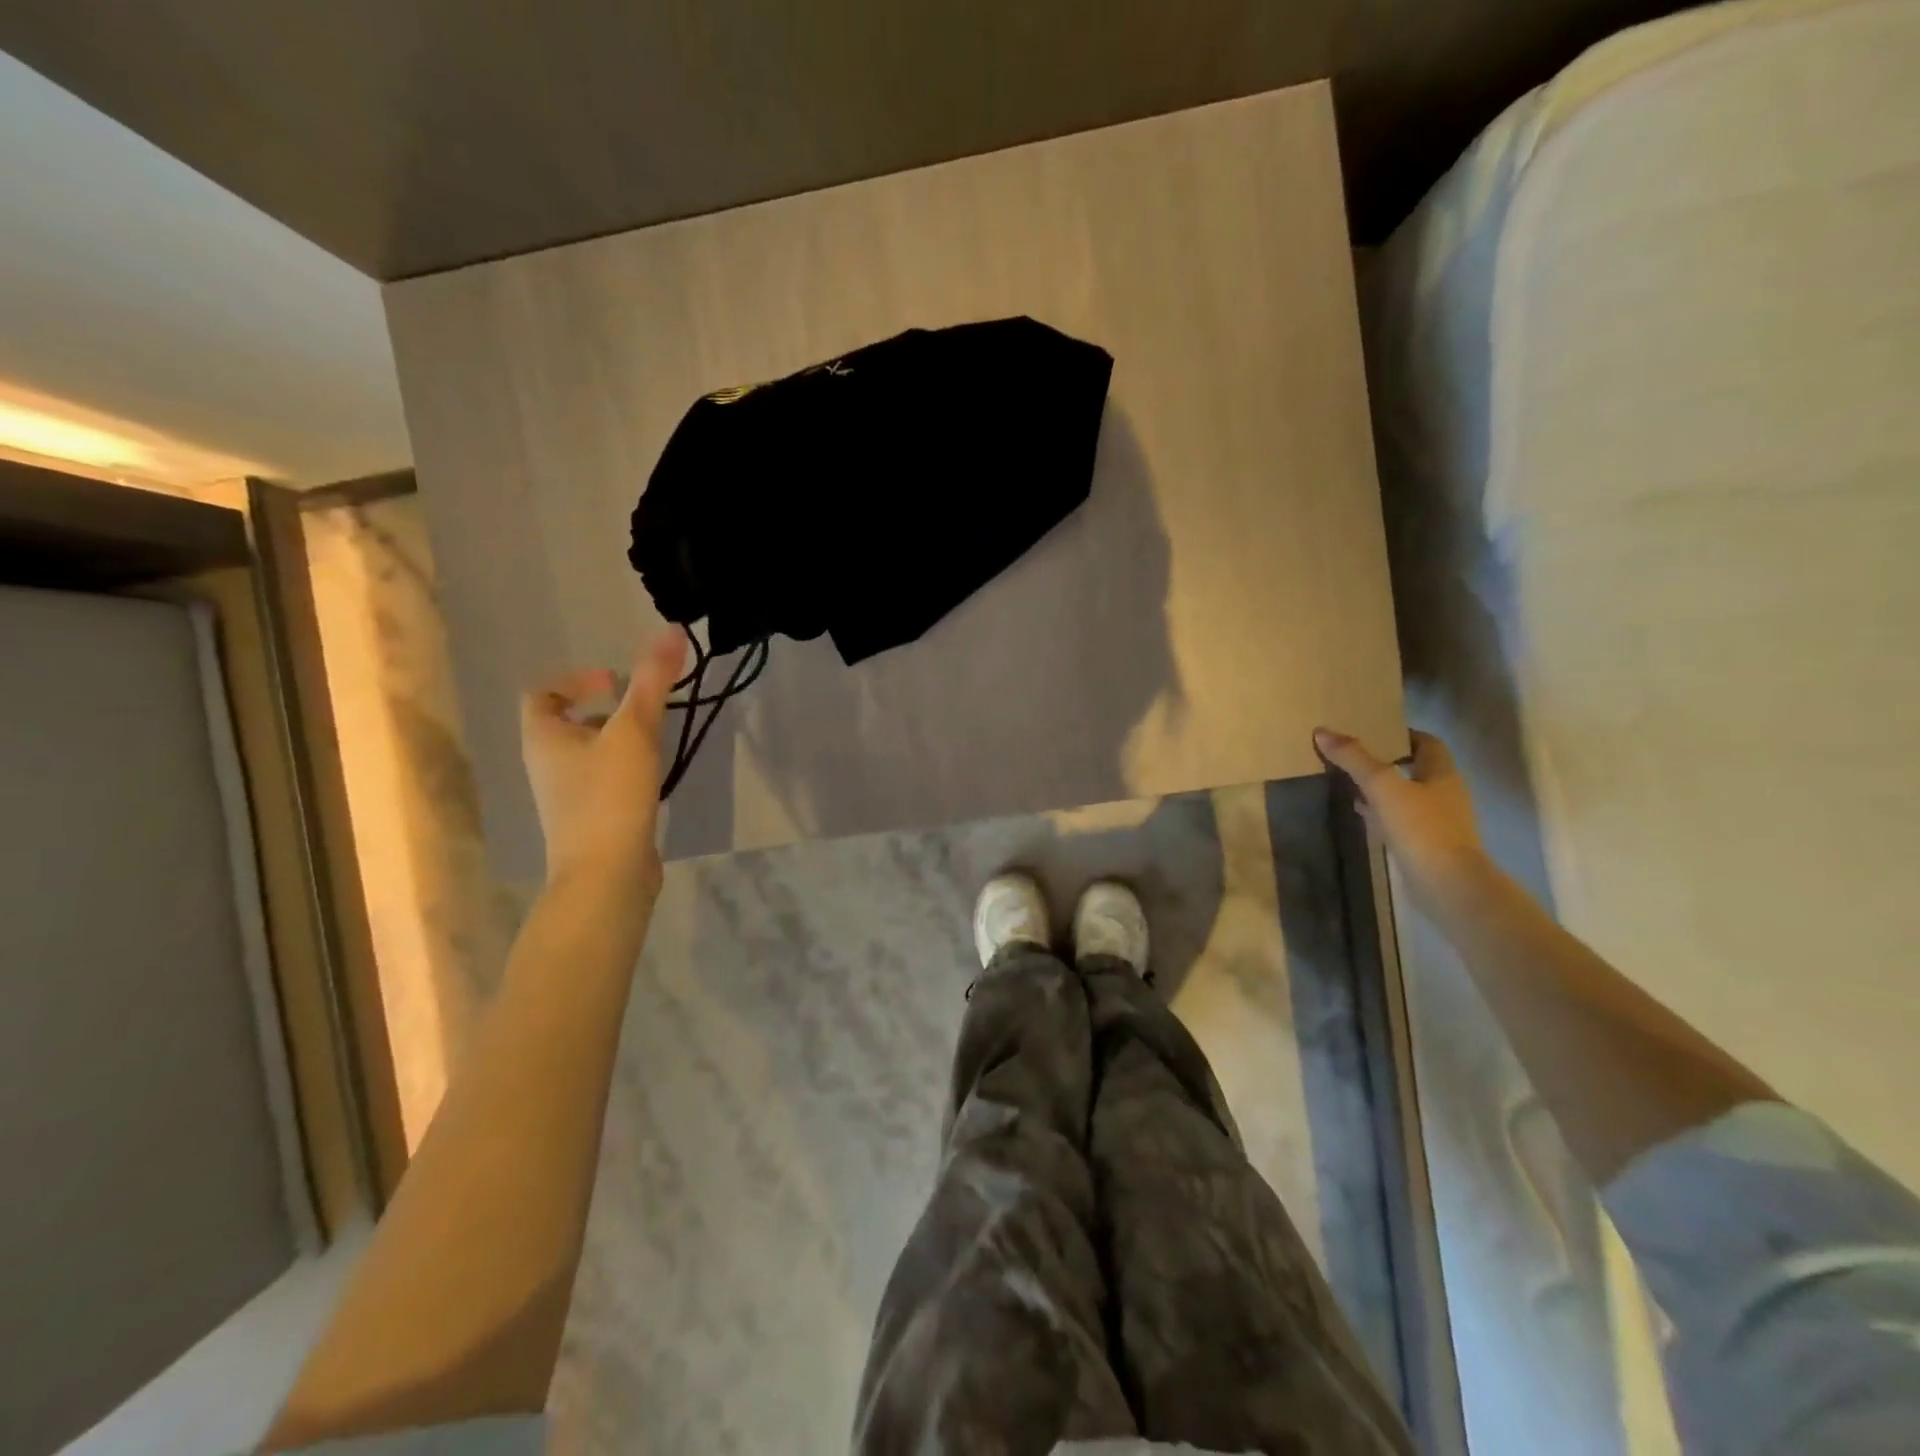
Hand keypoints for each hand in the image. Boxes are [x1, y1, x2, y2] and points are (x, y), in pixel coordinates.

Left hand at [521, 630, 687, 889]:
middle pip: (567, 724)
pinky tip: (655, 779)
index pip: (541, 694)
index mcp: (543, 738)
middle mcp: (547, 765)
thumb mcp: (634, 731)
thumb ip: (654, 681)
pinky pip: (604, 782)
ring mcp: (568, 797)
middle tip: (644, 710)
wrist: (606, 876)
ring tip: (656, 742)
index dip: (573, 680)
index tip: (615, 682)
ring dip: (618, 741)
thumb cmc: (610, 796)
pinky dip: (626, 771)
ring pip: (589, 755)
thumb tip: (673, 629)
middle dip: (605, 711)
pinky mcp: (591, 820)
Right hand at [1313, 727, 1486, 908]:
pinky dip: (1382, 814)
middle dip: (1388, 761)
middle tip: (1354, 756)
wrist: (1447, 885)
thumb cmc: (1421, 827)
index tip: (1374, 731)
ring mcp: (1438, 822)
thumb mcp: (1382, 786)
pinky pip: (1402, 820)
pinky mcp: (1427, 845)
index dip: (1403, 735)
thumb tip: (1322, 731)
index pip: (1427, 743)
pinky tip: (1362, 816)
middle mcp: (1445, 794)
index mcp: (1442, 774)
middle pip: (1416, 768)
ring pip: (1407, 796)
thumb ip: (1354, 759)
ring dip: (1383, 789)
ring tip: (1350, 783)